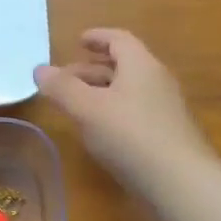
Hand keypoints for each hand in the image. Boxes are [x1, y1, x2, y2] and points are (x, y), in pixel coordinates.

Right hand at [35, 29, 211, 190]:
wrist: (180, 183)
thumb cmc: (130, 136)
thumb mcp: (87, 109)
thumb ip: (62, 88)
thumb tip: (39, 69)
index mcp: (141, 66)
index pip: (119, 40)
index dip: (98, 37)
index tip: (78, 40)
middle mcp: (157, 81)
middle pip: (123, 65)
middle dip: (92, 69)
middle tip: (65, 79)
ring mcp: (165, 110)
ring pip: (129, 91)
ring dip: (101, 92)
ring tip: (76, 105)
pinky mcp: (167, 136)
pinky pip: (135, 112)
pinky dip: (113, 112)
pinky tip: (99, 132)